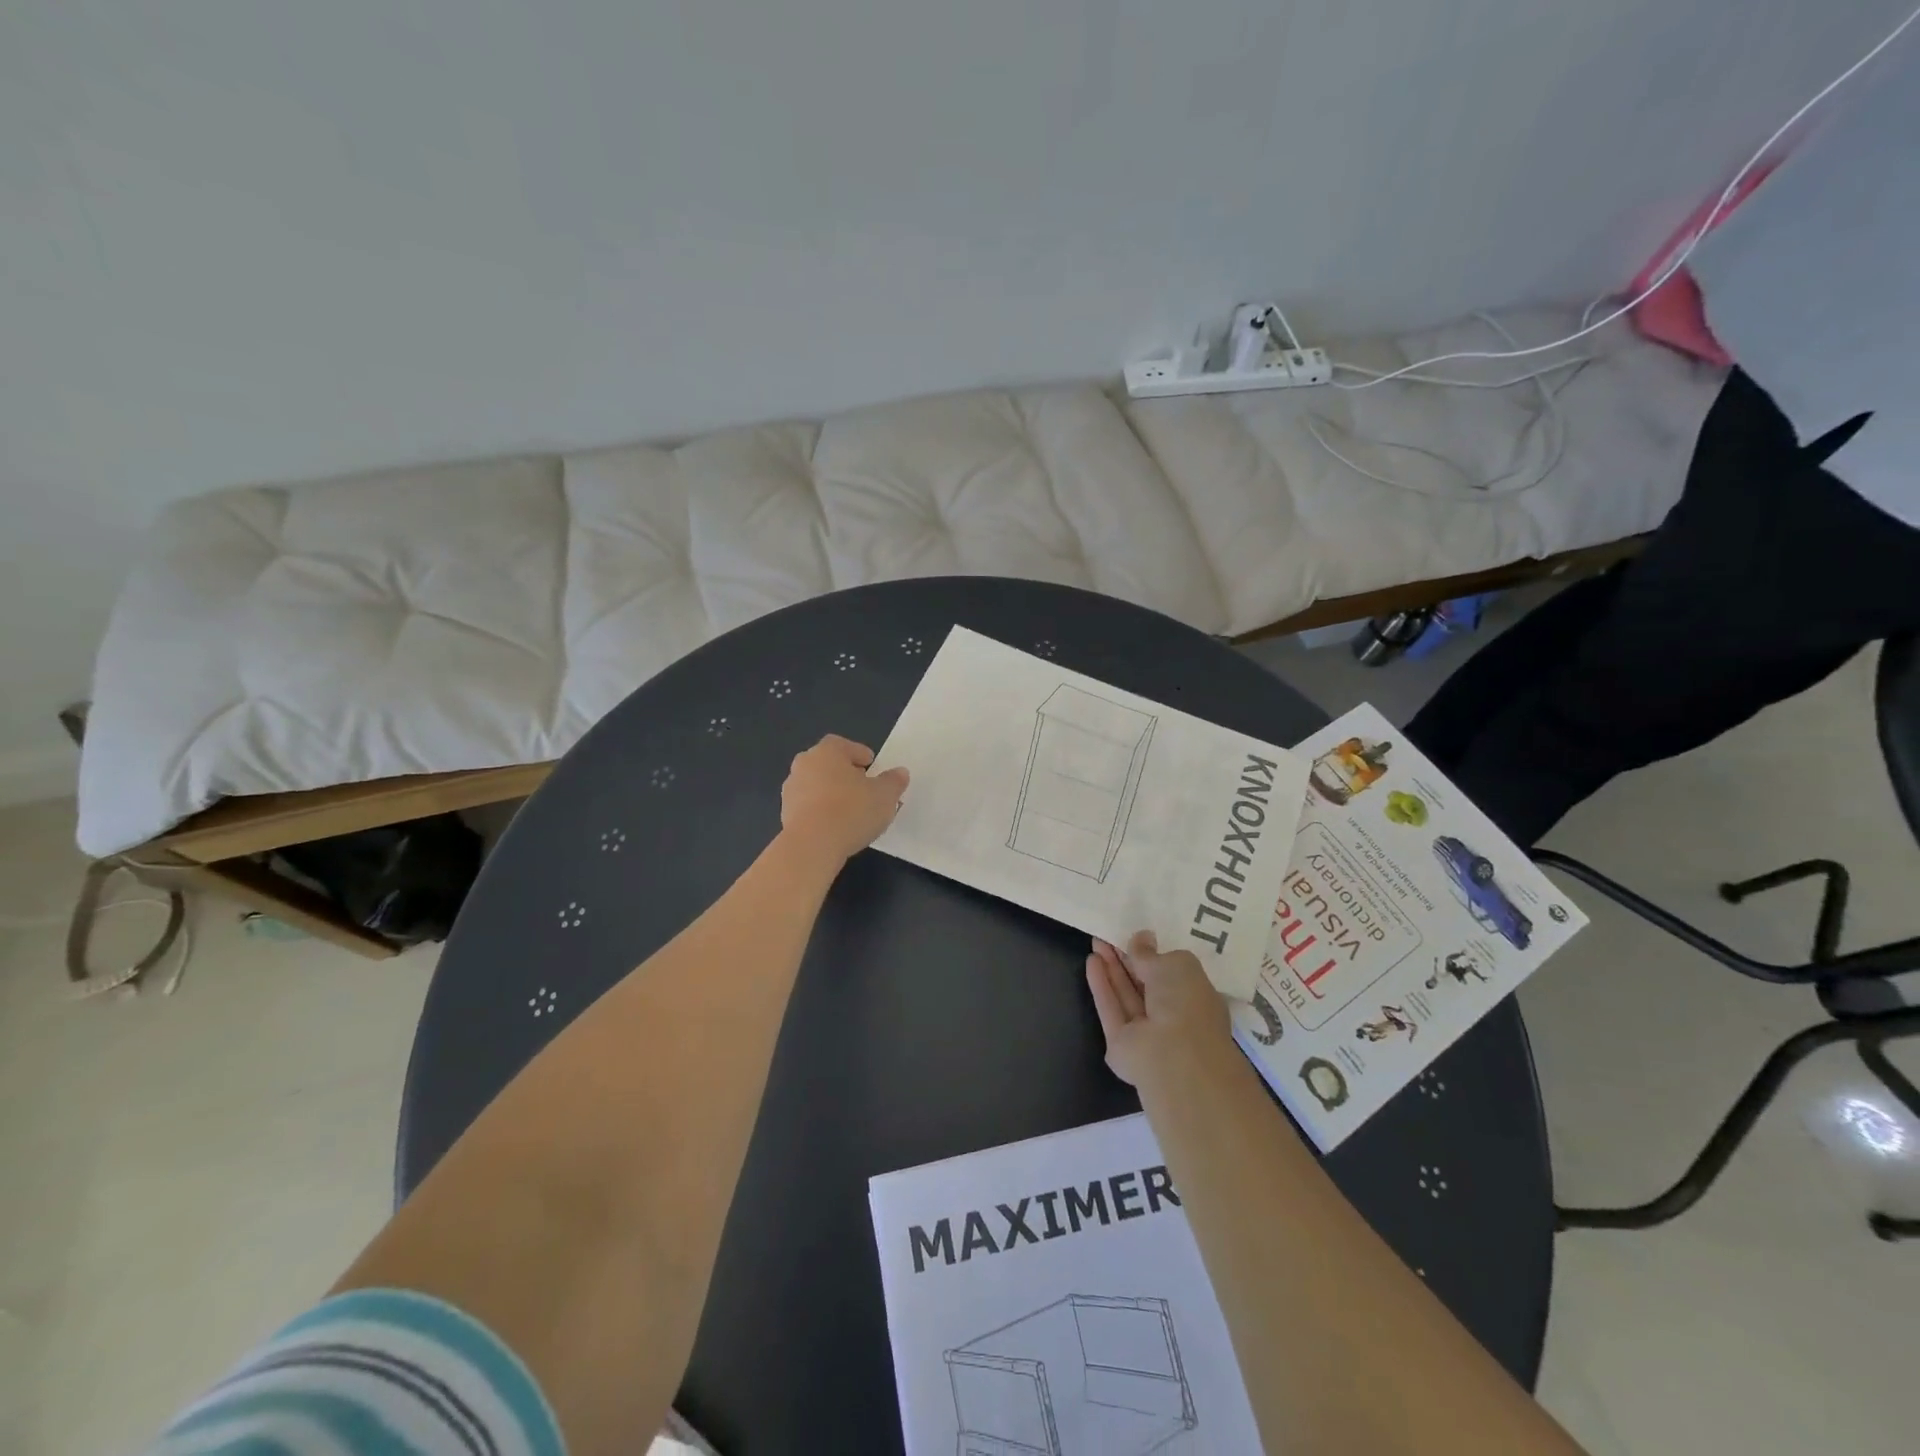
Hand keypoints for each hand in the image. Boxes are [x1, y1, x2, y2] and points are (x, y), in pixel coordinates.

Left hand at [779, 735, 909, 863]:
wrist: (812, 845)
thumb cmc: (851, 810)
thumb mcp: (885, 795)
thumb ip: (893, 781)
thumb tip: (900, 773)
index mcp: (827, 751)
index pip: (843, 745)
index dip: (859, 754)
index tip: (871, 766)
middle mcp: (804, 764)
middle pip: (827, 764)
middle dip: (844, 773)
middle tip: (863, 787)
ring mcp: (791, 790)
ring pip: (816, 786)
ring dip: (831, 794)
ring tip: (851, 811)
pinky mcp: (785, 814)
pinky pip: (809, 807)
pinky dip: (821, 812)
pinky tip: (836, 827)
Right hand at [1085, 932, 1232, 1089]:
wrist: (1174, 1058)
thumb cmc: (1186, 1004)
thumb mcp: (1176, 965)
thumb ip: (1152, 953)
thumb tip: (1142, 937)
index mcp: (1196, 999)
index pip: (1172, 975)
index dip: (1152, 956)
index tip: (1135, 936)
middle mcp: (1173, 1017)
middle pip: (1145, 985)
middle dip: (1127, 960)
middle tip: (1109, 935)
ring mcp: (1146, 1033)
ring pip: (1126, 996)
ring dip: (1112, 969)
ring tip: (1096, 942)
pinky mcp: (1121, 1044)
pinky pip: (1111, 1010)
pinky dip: (1101, 986)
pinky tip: (1091, 961)